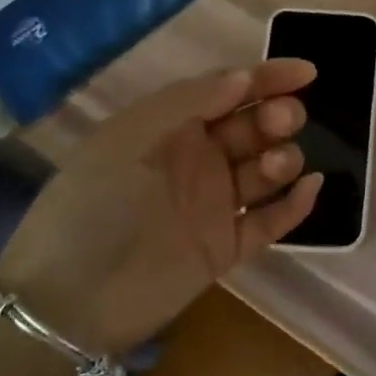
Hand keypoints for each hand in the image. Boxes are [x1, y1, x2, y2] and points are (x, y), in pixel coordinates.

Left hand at [0, 60, 322, 354]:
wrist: (66, 302)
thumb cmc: (92, 206)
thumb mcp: (129, 139)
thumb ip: (187, 102)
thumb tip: (244, 78)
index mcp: (172, 127)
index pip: (229, 91)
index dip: (268, 78)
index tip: (307, 73)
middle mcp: (198, 160)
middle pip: (255, 128)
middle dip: (276, 117)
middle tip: (281, 123)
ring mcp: (215, 204)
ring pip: (267, 170)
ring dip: (282, 159)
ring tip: (272, 168)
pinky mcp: (227, 247)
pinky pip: (272, 221)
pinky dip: (295, 205)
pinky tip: (309, 189)